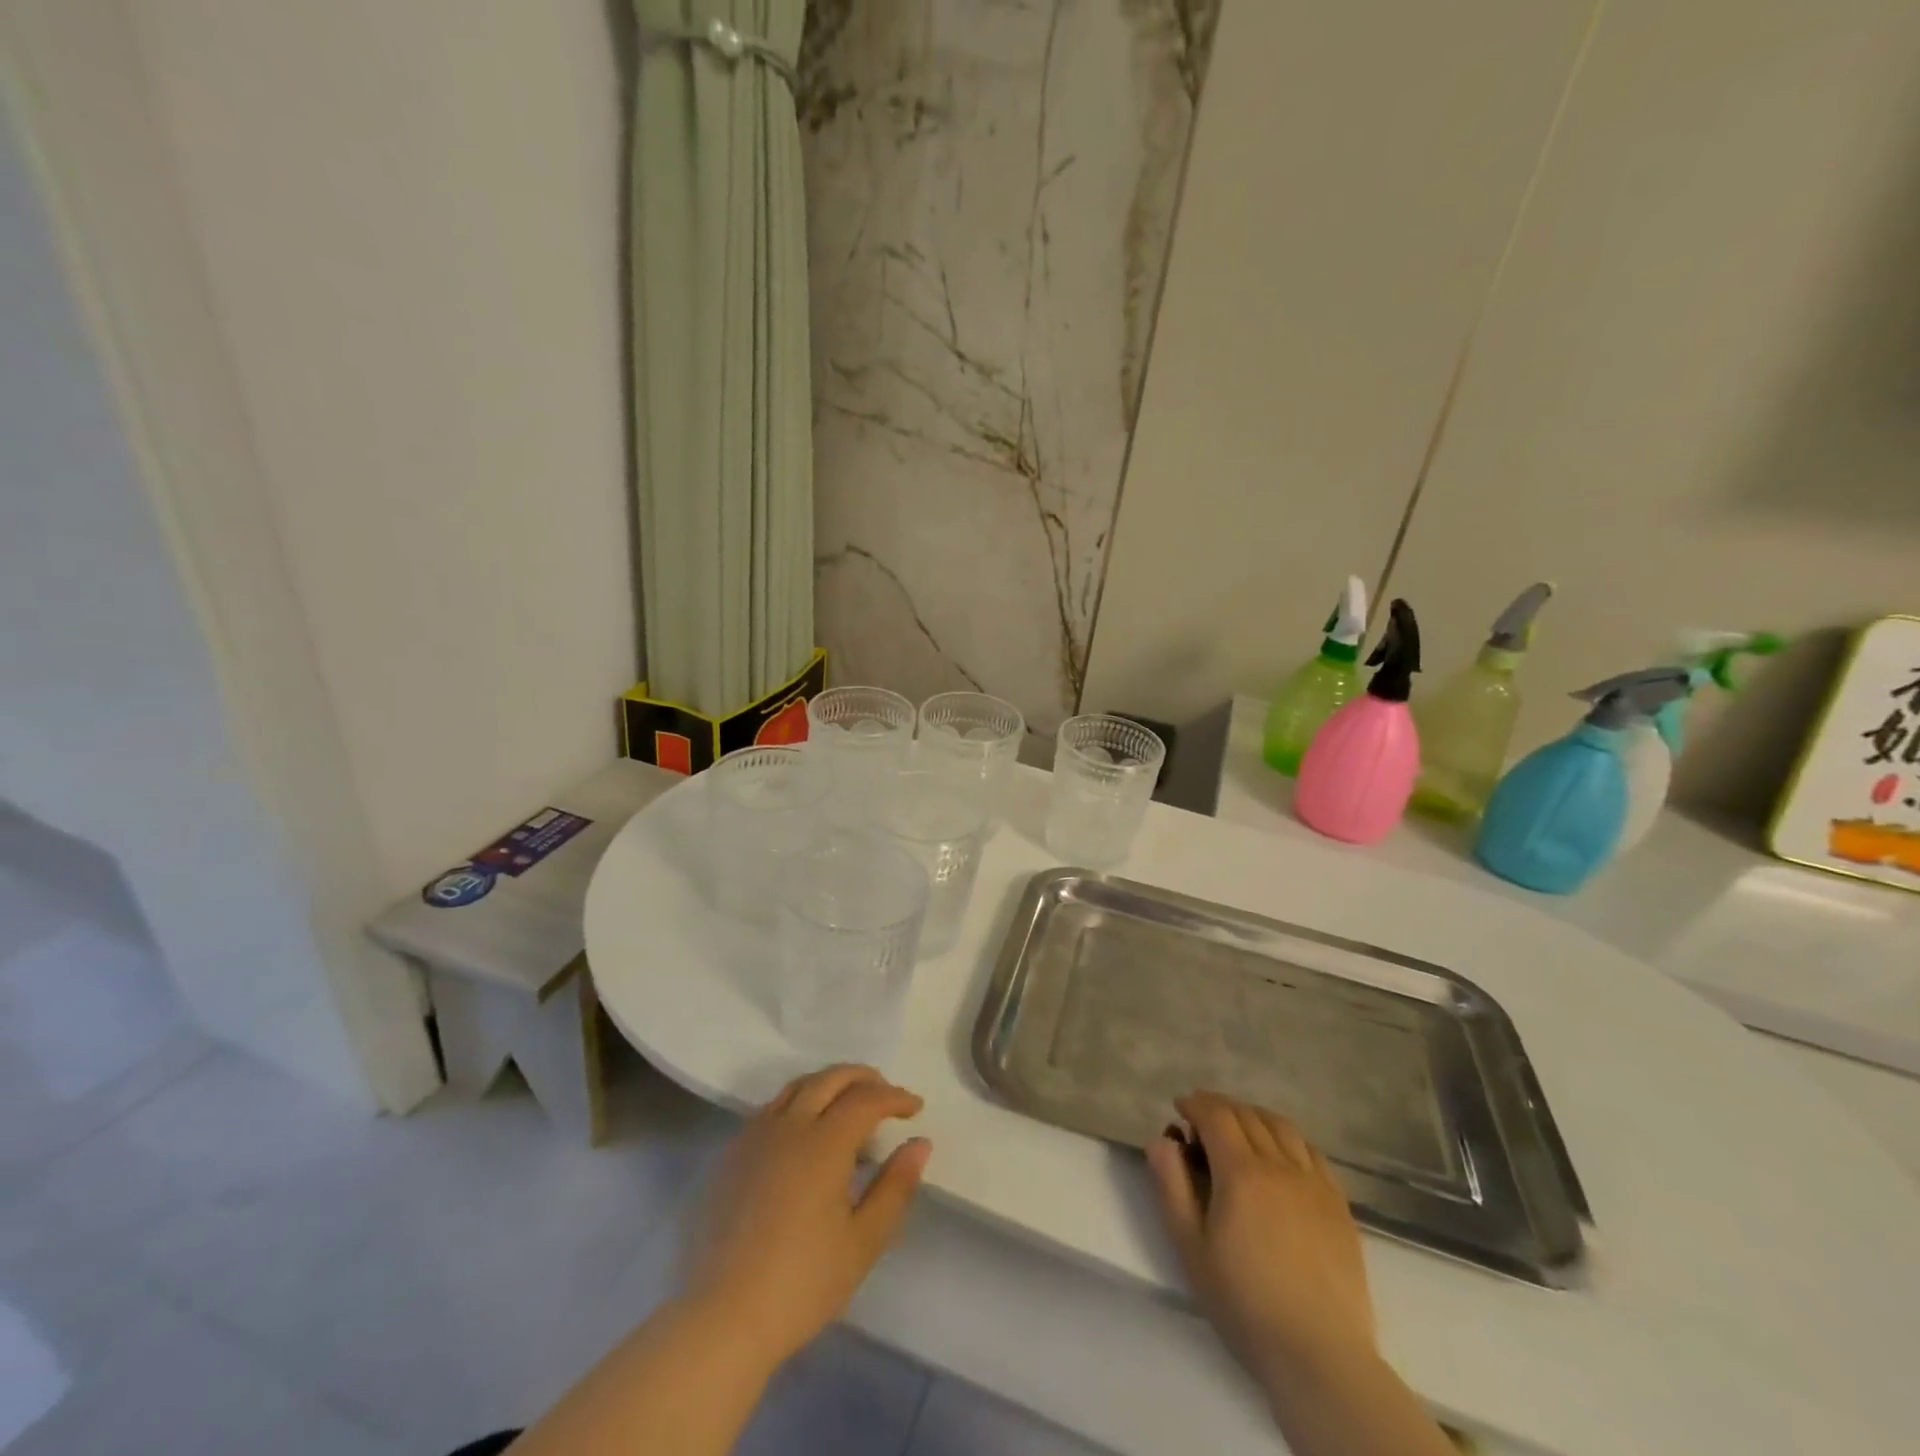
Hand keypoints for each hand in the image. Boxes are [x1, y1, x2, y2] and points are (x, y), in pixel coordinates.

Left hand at [688, 1065, 930, 1366]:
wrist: (722, 1318)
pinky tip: (805, 1130)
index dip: (895, 1097)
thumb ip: (895, 1187)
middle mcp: (789, 1126)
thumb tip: (919, 1143)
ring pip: (798, 1086)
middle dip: (864, 1078)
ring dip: (830, 1083)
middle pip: (830, 1078)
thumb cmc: (802, 1284)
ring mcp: (755, 1136)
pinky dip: (799, 1101)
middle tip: (886, 1093)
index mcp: (824, 1143)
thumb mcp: (863, 1242)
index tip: (915, 1108)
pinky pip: (772, 1107)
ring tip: (849, 1103)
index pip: (866, 1099)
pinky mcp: (732, 1154)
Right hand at [1148, 1092, 1375, 1385]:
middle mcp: (1279, 1165)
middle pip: (1247, 1115)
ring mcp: (1314, 1183)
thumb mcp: (1190, 1247)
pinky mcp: (1338, 1204)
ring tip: (1240, 1128)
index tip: (1180, 1107)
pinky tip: (1281, 1152)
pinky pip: (1311, 1151)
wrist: (1319, 1355)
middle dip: (1220, 1108)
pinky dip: (1289, 1138)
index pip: (1216, 1115)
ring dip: (1254, 1116)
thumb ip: (1172, 1186)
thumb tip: (1161, 1140)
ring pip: (1282, 1127)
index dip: (1195, 1104)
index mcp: (1241, 1172)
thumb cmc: (1244, 1303)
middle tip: (1202, 1120)